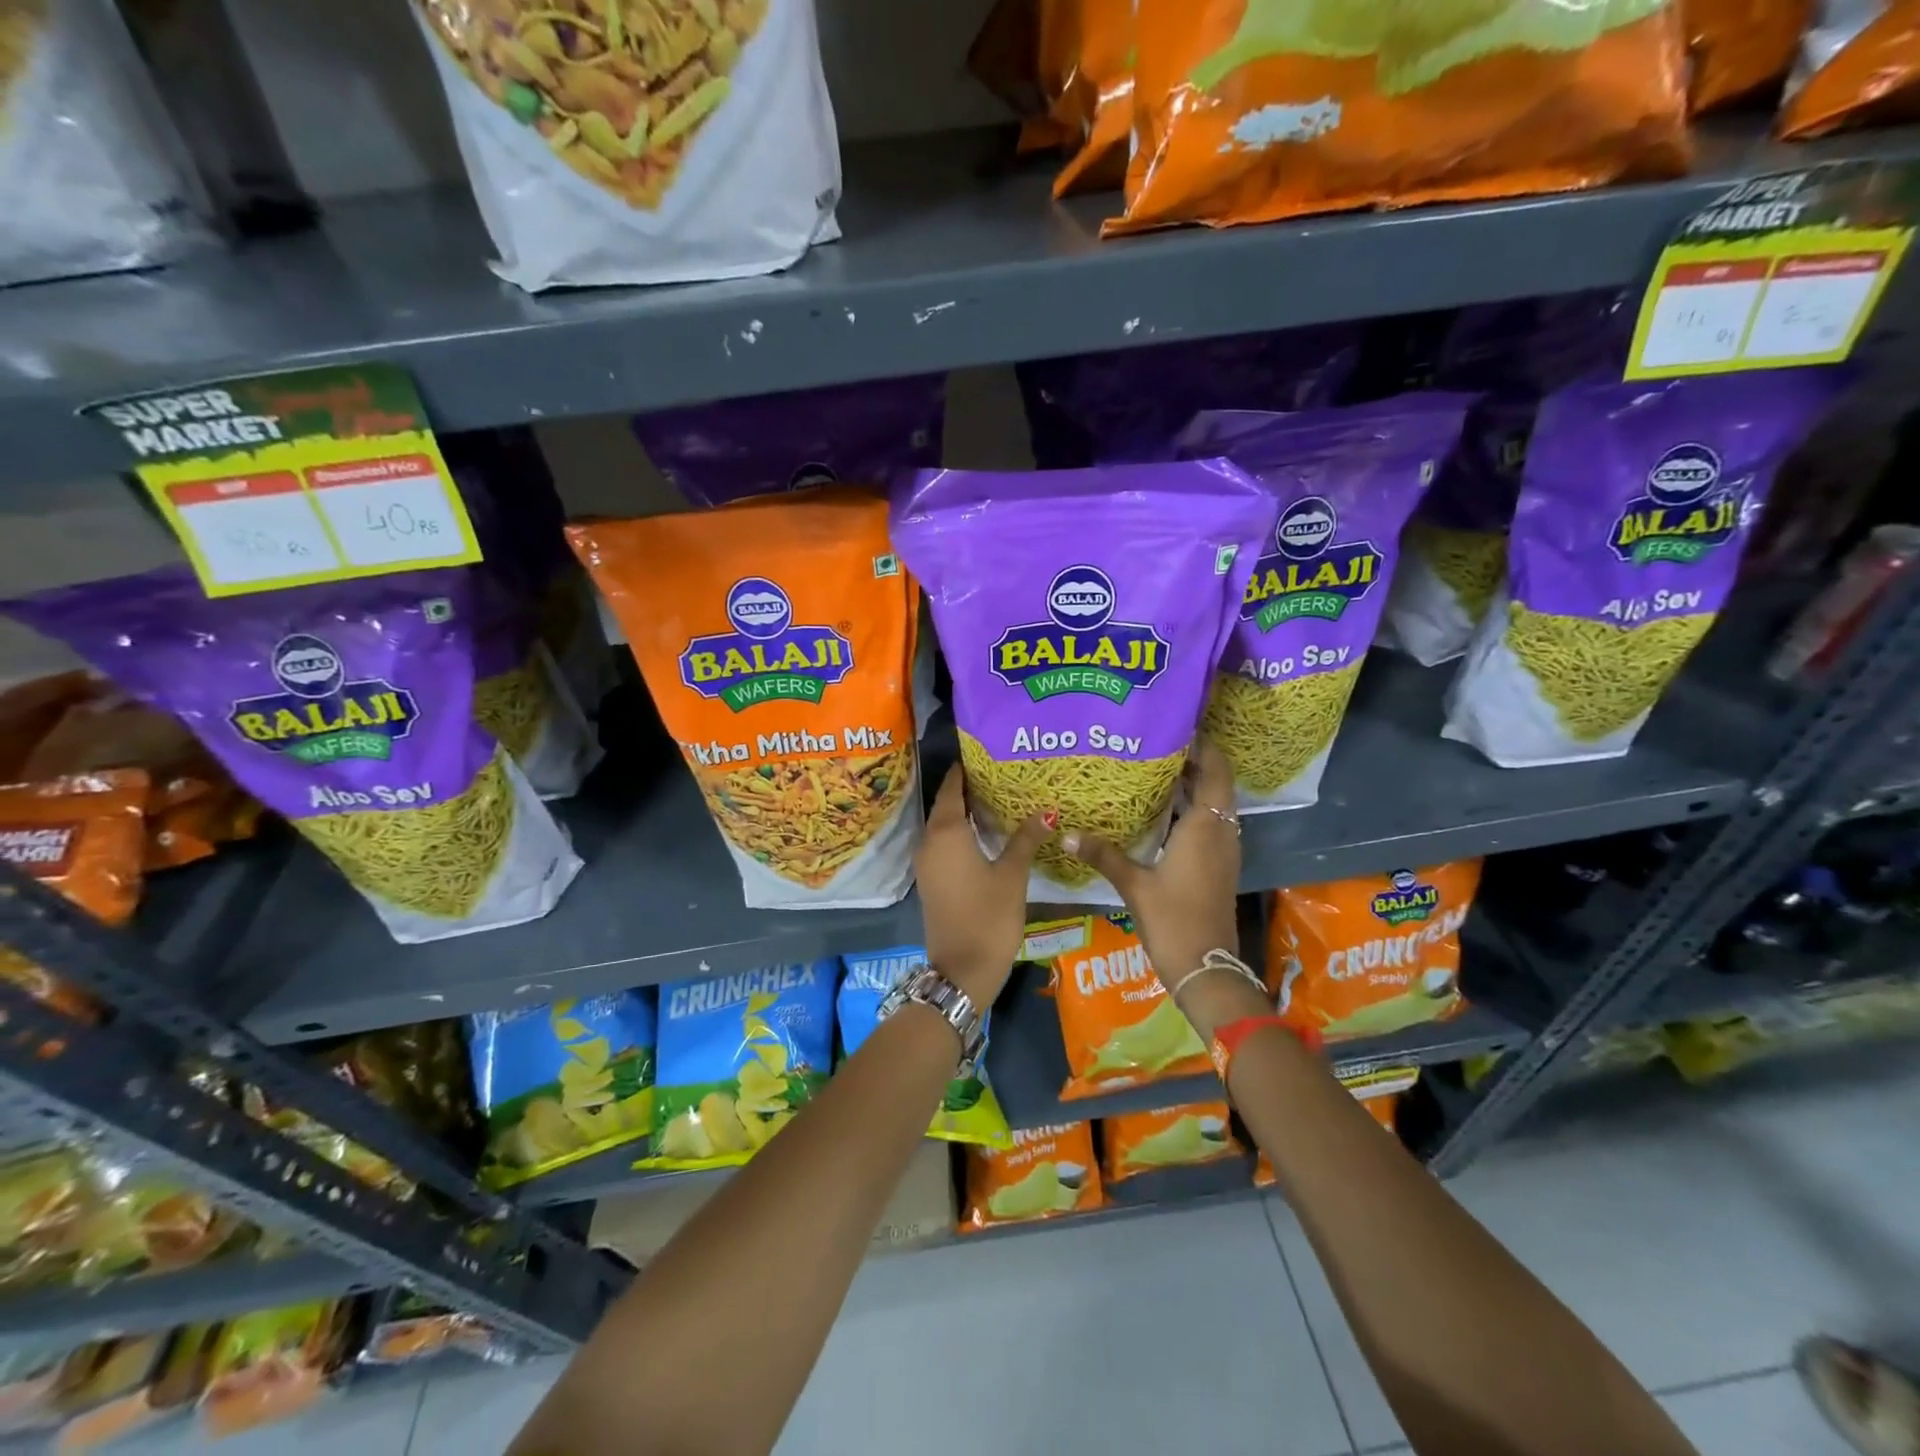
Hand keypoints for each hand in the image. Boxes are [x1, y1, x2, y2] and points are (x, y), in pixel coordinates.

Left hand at [916, 763, 1049, 1006]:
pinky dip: (960, 833)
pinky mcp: (931, 880)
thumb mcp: (1012, 875)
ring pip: (943, 825)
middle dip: (968, 788)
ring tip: (997, 799)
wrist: (961, 970)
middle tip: (999, 774)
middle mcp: (929, 841)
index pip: (951, 788)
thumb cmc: (989, 917)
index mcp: (946, 832)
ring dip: (964, 812)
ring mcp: (926, 863)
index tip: (985, 753)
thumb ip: (1026, 839)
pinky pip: (943, 844)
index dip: (965, 770)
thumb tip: (1046, 810)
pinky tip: (985, 834)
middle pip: (945, 804)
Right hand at [1061, 738, 1261, 1038]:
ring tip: (1155, 767)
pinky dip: (1192, 808)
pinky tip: (1162, 810)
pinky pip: (1210, 822)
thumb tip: (1064, 833)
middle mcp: (1221, 832)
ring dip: (1193, 784)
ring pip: (1214, 804)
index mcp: (1205, 827)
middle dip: (1193, 760)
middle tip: (1155, 742)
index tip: (1178, 725)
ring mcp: (1223, 850)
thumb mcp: (1133, 885)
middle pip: (1215, 783)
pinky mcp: (1218, 865)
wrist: (1206, 967)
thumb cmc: (1173, 920)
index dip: (1204, 745)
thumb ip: (1102, 855)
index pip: (1215, 771)